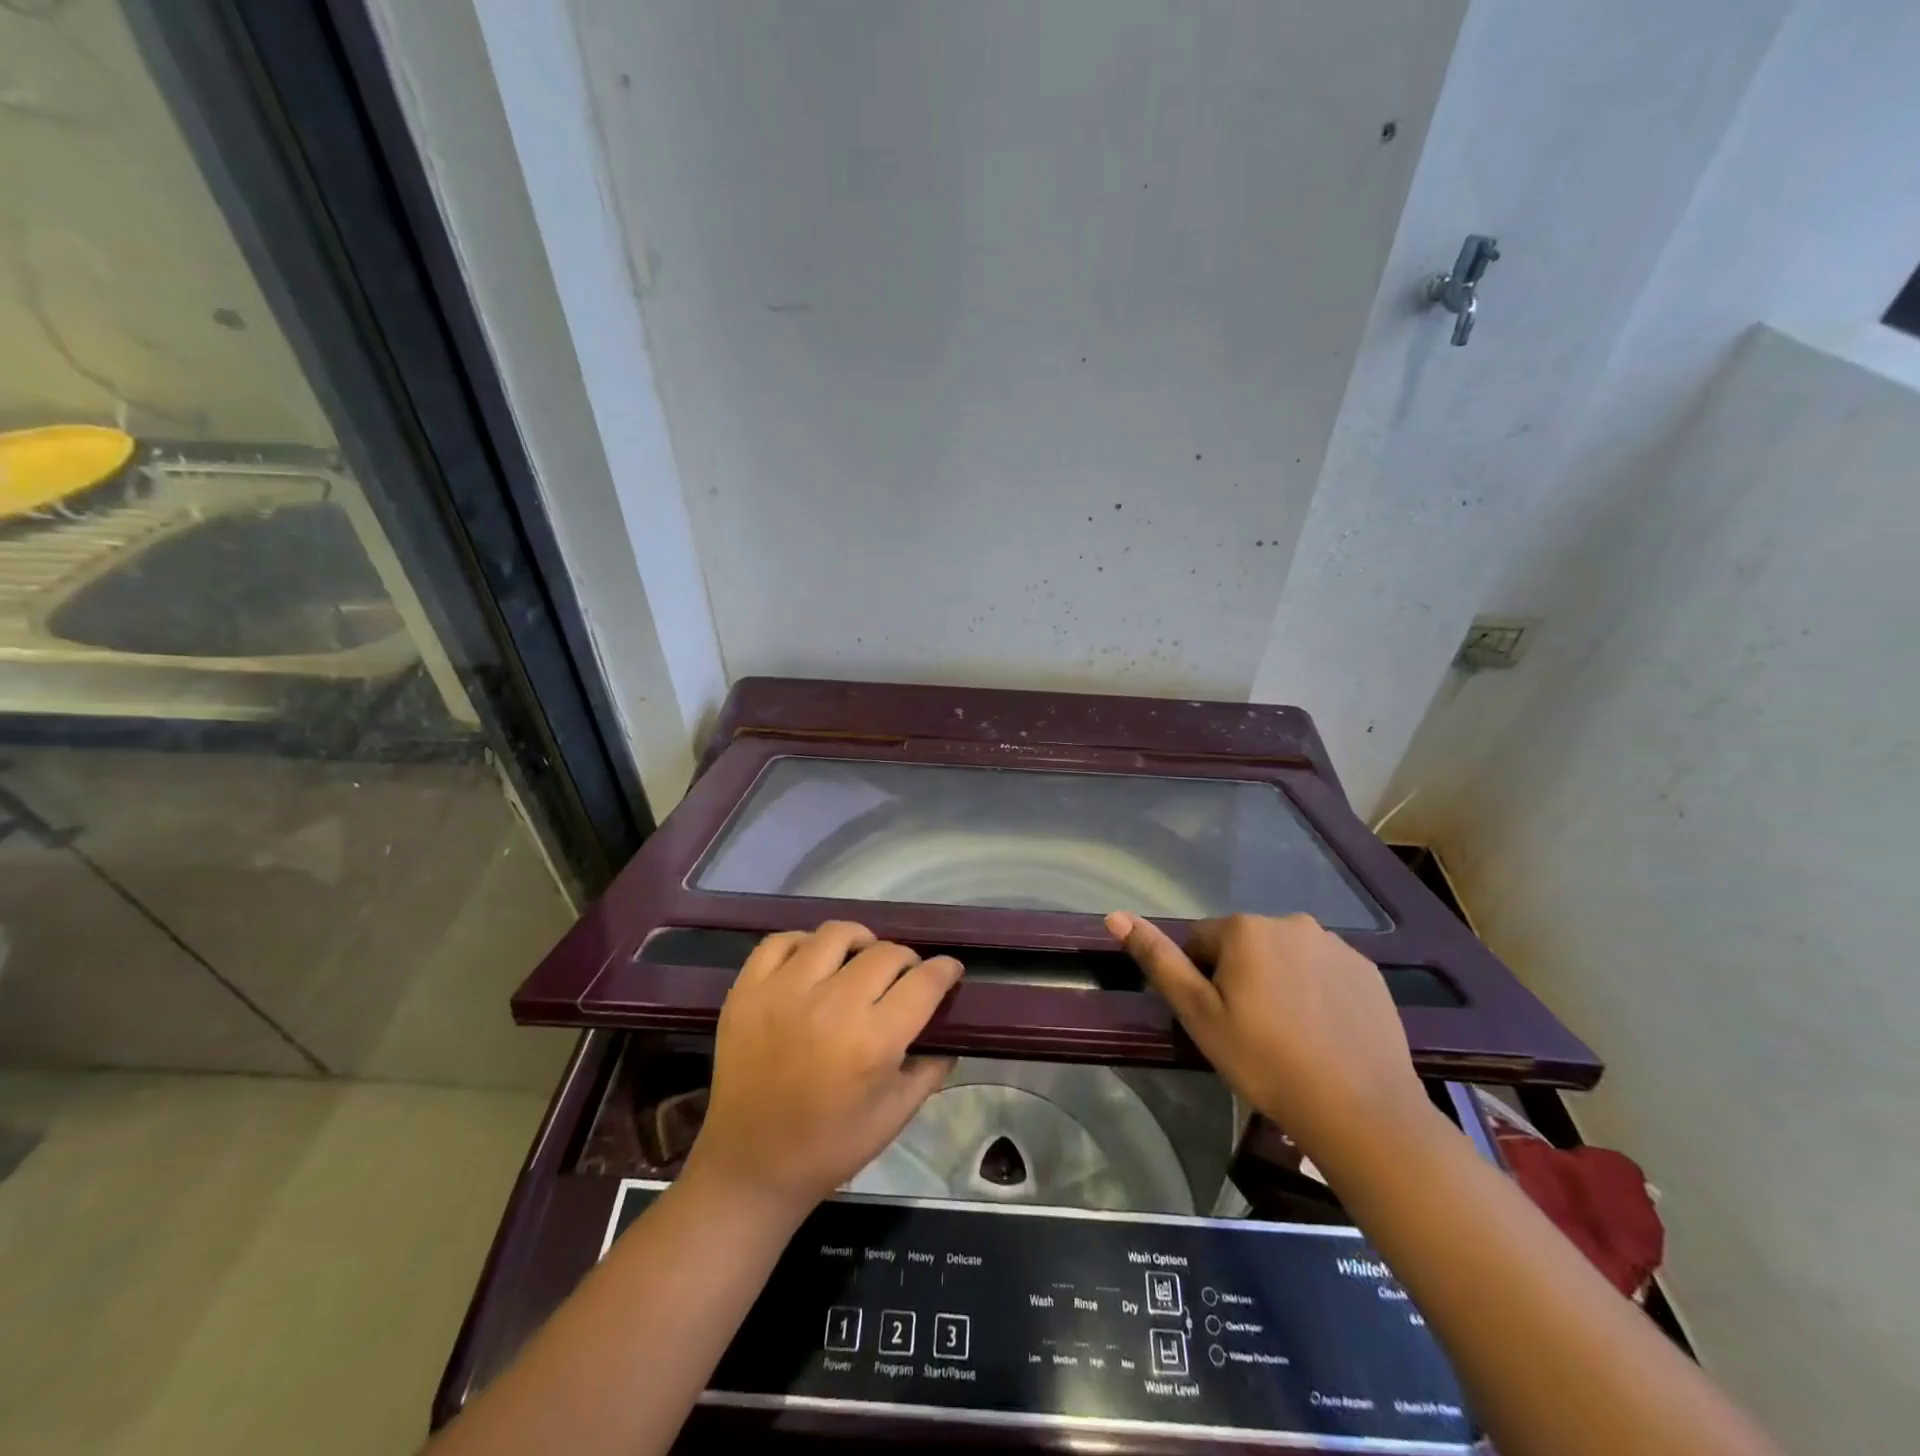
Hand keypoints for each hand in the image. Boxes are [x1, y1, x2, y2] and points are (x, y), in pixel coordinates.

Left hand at [684, 922, 962, 1216]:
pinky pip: (780, 941)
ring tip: (859, 960)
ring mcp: (783, 993)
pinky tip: (812, 963)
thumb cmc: (829, 1148)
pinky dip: (804, 944)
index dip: (944, 970)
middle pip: (885, 953)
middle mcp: (830, 1006)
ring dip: (859, 942)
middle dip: (906, 960)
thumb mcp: (894, 1116)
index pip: (923, 982)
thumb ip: (929, 1070)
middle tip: (903, 976)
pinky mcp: (747, 991)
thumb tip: (949, 1035)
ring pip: (835, 934)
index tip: (948, 970)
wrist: (749, 1166)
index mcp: (871, 1042)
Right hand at [1105, 911, 1428, 1155]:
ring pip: (1286, 957)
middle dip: (1240, 977)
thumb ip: (1158, 960)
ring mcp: (1335, 945)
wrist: (1358, 1109)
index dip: (1201, 980)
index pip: (1201, 941)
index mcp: (1244, 928)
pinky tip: (1323, 1033)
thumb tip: (1115, 915)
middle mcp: (1290, 922)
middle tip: (1249, 1030)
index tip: (1217, 1020)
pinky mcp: (1368, 971)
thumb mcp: (1197, 1014)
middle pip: (1245, 946)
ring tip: (1289, 1035)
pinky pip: (1325, 972)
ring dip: (1279, 981)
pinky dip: (1317, 992)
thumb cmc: (1264, 1059)